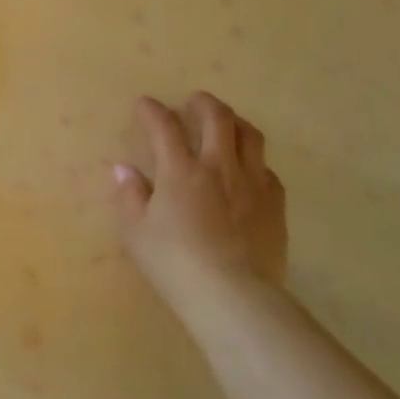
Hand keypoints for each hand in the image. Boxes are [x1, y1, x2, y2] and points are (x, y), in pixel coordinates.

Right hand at [113, 93, 286, 314]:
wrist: (233, 296)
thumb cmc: (175, 264)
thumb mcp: (137, 233)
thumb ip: (130, 196)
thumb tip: (124, 170)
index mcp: (180, 171)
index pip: (164, 127)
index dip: (153, 111)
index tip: (145, 104)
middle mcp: (219, 167)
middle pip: (217, 118)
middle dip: (203, 103)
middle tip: (193, 102)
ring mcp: (253, 184)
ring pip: (250, 136)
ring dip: (235, 122)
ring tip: (226, 125)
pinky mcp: (275, 206)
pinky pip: (268, 170)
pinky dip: (254, 162)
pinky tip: (249, 171)